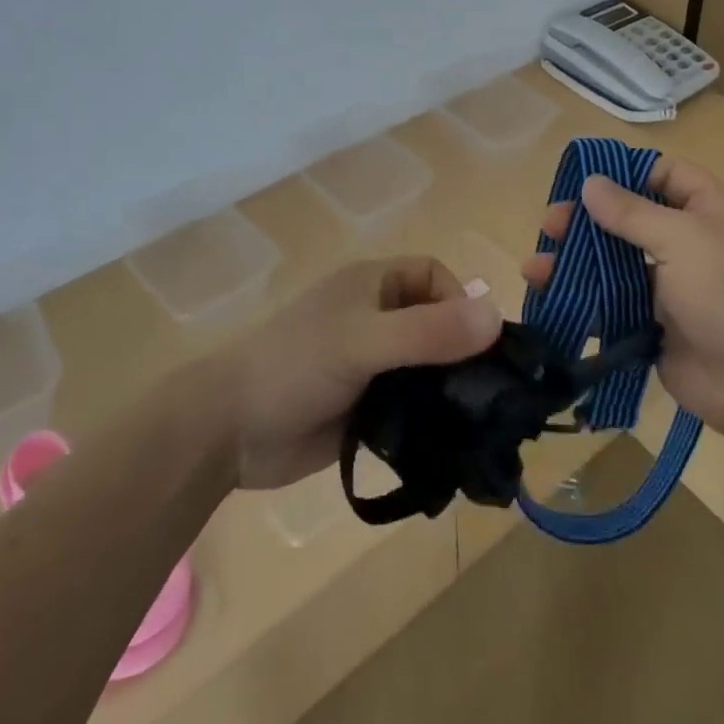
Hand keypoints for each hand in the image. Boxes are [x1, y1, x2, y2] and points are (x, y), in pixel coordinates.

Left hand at [217, 257, 502, 488]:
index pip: (435, 278)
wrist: (228, 430)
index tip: (474, 346)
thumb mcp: (364, 341)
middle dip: (462, 353)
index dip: (459, 302)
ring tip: (477, 424)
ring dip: (448, 390)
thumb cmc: (295, 365)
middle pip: (436, 324)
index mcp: (373, 285)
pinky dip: (429, 421)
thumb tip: (496, 317)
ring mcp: (370, 365)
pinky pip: (410, 407)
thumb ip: (428, 332)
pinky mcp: (365, 408)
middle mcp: (376, 318)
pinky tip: (448, 446)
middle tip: (489, 393)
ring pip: (426, 368)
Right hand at [522, 157, 723, 441]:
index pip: (665, 175)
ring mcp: (671, 288)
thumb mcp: (680, 238)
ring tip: (534, 269)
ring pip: (615, 266)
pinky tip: (550, 301)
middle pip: (630, 221)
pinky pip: (613, 307)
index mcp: (707, 210)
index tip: (583, 180)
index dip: (627, 173)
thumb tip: (590, 183)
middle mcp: (689, 243)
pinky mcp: (654, 327)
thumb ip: (630, 212)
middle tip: (550, 226)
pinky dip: (583, 304)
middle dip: (587, 222)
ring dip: (575, 264)